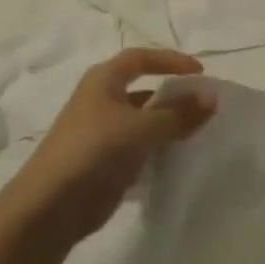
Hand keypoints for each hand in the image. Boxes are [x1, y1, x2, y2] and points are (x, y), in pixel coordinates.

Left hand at [6, 49, 216, 242]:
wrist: (52, 205)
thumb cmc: (95, 150)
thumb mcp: (142, 128)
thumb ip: (178, 114)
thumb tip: (212, 97)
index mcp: (103, 80)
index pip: (140, 58)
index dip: (170, 60)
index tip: (200, 73)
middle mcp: (100, 100)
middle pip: (142, 89)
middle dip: (172, 96)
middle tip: (203, 106)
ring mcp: (101, 132)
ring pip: (141, 121)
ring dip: (166, 125)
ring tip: (197, 133)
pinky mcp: (104, 162)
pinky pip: (138, 147)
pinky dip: (157, 149)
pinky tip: (177, 160)